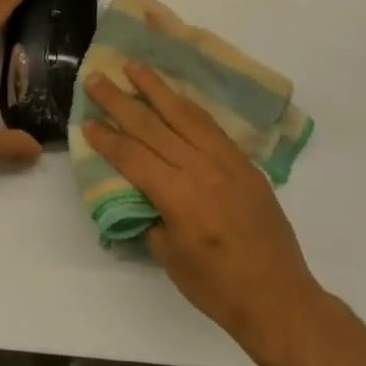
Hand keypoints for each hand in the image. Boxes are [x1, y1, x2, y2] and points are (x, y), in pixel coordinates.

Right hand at [84, 64, 322, 360]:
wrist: (279, 298)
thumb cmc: (217, 287)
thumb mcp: (169, 256)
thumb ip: (151, 214)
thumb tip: (139, 188)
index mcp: (178, 196)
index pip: (133, 156)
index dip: (107, 138)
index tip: (86, 120)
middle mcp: (201, 169)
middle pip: (153, 126)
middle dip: (121, 101)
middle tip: (97, 78)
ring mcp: (226, 162)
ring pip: (185, 114)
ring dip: (156, 88)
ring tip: (135, 66)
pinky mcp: (244, 163)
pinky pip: (211, 125)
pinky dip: (188, 106)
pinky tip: (175, 95)